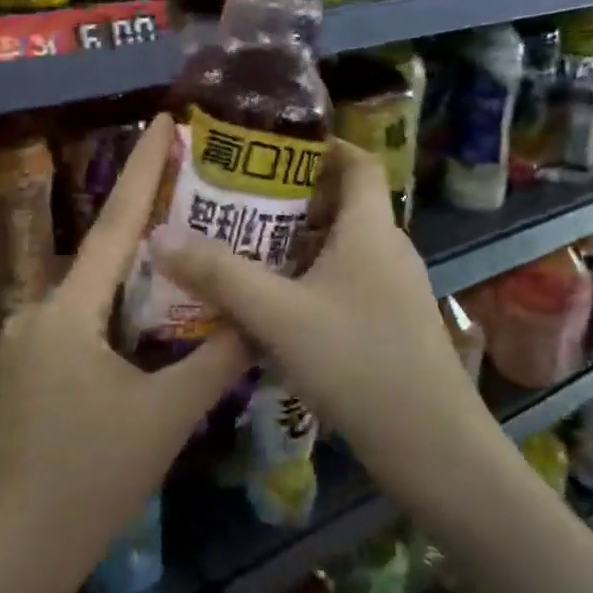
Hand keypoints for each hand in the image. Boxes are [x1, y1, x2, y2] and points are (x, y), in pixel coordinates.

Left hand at [0, 114, 248, 592]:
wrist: (14, 550)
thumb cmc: (89, 480)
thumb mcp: (165, 418)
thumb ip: (214, 360)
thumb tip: (255, 317)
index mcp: (68, 311)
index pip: (114, 226)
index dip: (140, 171)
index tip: (161, 123)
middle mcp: (40, 311)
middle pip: (104, 253)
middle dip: (146, 219)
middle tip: (197, 189)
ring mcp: (29, 340)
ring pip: (93, 290)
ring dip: (135, 270)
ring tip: (187, 246)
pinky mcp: (31, 368)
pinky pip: (82, 319)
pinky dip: (119, 307)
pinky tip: (153, 314)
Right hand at [150, 139, 484, 458]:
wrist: (432, 447)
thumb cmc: (357, 361)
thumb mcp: (277, 314)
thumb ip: (219, 273)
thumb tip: (160, 236)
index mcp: (371, 229)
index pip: (358, 161)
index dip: (321, 145)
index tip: (271, 148)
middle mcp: (388, 250)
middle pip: (342, 204)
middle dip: (290, 199)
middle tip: (237, 203)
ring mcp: (393, 290)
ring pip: (340, 249)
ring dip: (295, 245)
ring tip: (243, 251)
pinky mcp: (390, 326)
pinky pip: (344, 284)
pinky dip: (308, 281)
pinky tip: (272, 308)